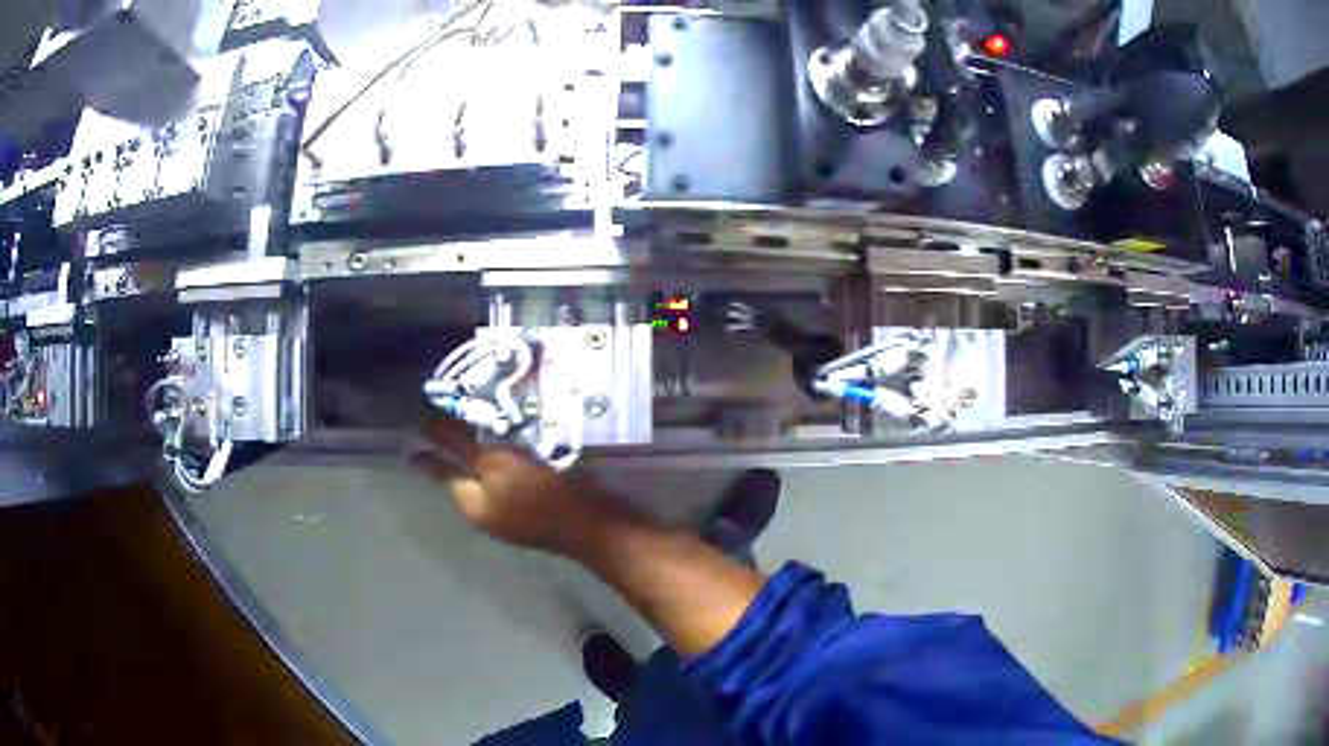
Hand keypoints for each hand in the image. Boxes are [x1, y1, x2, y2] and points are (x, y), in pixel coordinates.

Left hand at [410, 418, 623, 554]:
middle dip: (461, 445)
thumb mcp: (497, 464)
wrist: (598, 528)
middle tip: (458, 410)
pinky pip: (513, 480)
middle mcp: (487, 514)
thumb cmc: (543, 494)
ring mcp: (514, 515)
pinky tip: (522, 441)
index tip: (426, 416)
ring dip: (488, 449)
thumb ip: (462, 446)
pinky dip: (511, 459)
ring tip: (491, 417)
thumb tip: (428, 426)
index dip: (434, 442)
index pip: (443, 469)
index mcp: (472, 505)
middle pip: (466, 474)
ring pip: (491, 476)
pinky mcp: (539, 510)